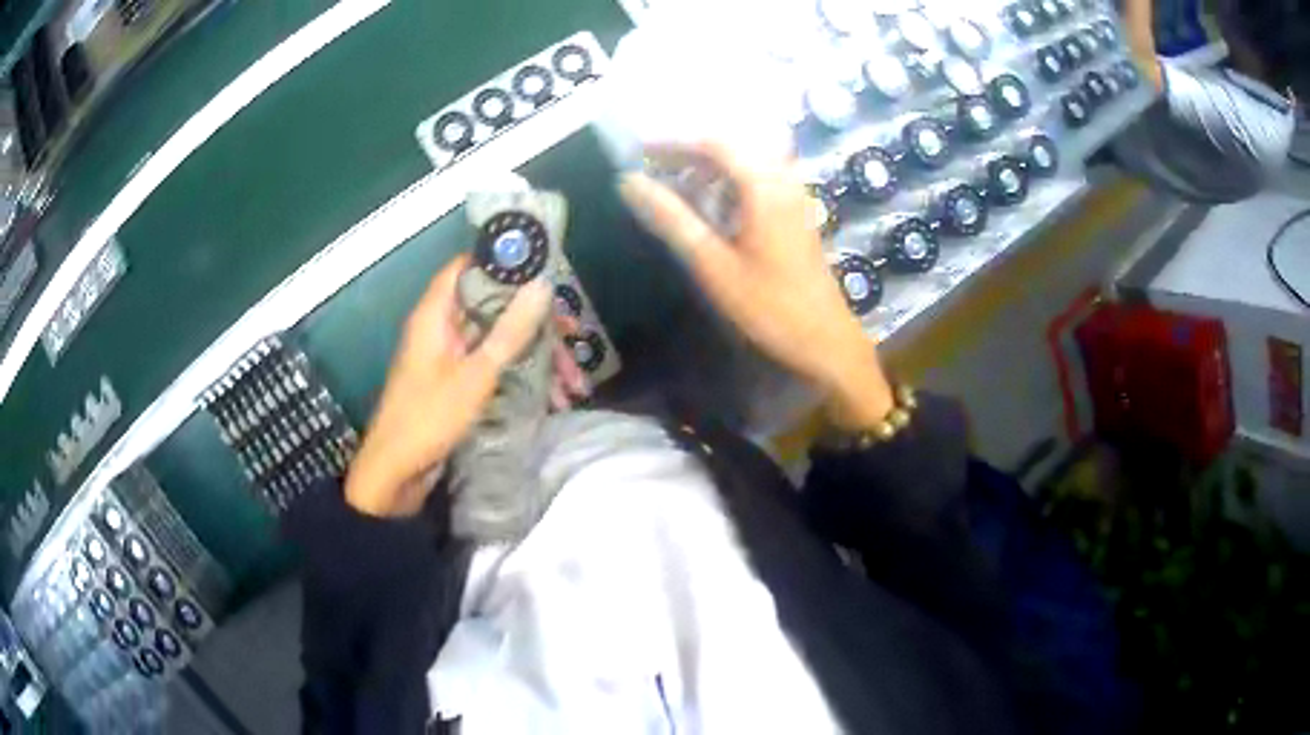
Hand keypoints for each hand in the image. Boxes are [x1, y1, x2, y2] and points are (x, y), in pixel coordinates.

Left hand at [345, 256, 587, 516]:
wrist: (395, 473)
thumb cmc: (428, 418)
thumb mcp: (474, 375)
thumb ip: (510, 331)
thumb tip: (542, 285)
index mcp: (436, 314)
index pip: (469, 266)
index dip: (505, 262)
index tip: (545, 271)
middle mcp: (443, 328)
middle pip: (494, 307)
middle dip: (536, 322)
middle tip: (575, 335)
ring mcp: (451, 357)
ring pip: (500, 341)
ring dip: (536, 357)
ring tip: (573, 384)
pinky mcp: (459, 383)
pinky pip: (495, 367)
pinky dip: (522, 377)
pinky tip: (552, 400)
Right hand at [618, 143, 893, 428]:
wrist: (826, 339)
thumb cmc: (770, 306)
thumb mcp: (714, 265)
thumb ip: (673, 219)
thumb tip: (629, 182)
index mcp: (764, 187)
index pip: (714, 144)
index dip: (672, 142)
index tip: (637, 150)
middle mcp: (783, 181)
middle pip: (732, 147)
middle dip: (689, 150)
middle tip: (651, 166)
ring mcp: (794, 196)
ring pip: (747, 161)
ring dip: (709, 165)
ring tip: (674, 181)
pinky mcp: (796, 213)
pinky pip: (759, 179)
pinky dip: (729, 180)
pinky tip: (711, 202)